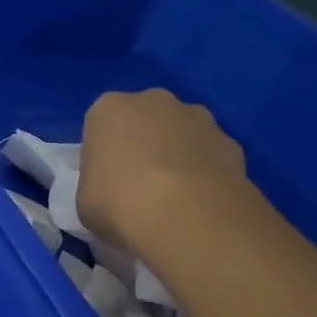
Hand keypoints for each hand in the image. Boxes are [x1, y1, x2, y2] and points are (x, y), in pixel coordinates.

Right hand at [78, 90, 246, 250]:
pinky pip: (209, 155)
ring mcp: (198, 118)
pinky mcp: (231, 141)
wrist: (185, 215)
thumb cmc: (117, 202)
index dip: (102, 154)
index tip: (105, 181)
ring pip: (181, 134)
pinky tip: (200, 203)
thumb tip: (111, 191)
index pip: (100, 125)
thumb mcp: (85, 199)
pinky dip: (205, 172)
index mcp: (109, 109)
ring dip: (177, 155)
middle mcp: (154, 101)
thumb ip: (96, 184)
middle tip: (138, 186)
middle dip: (143, 145)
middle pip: (144, 121)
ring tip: (174, 198)